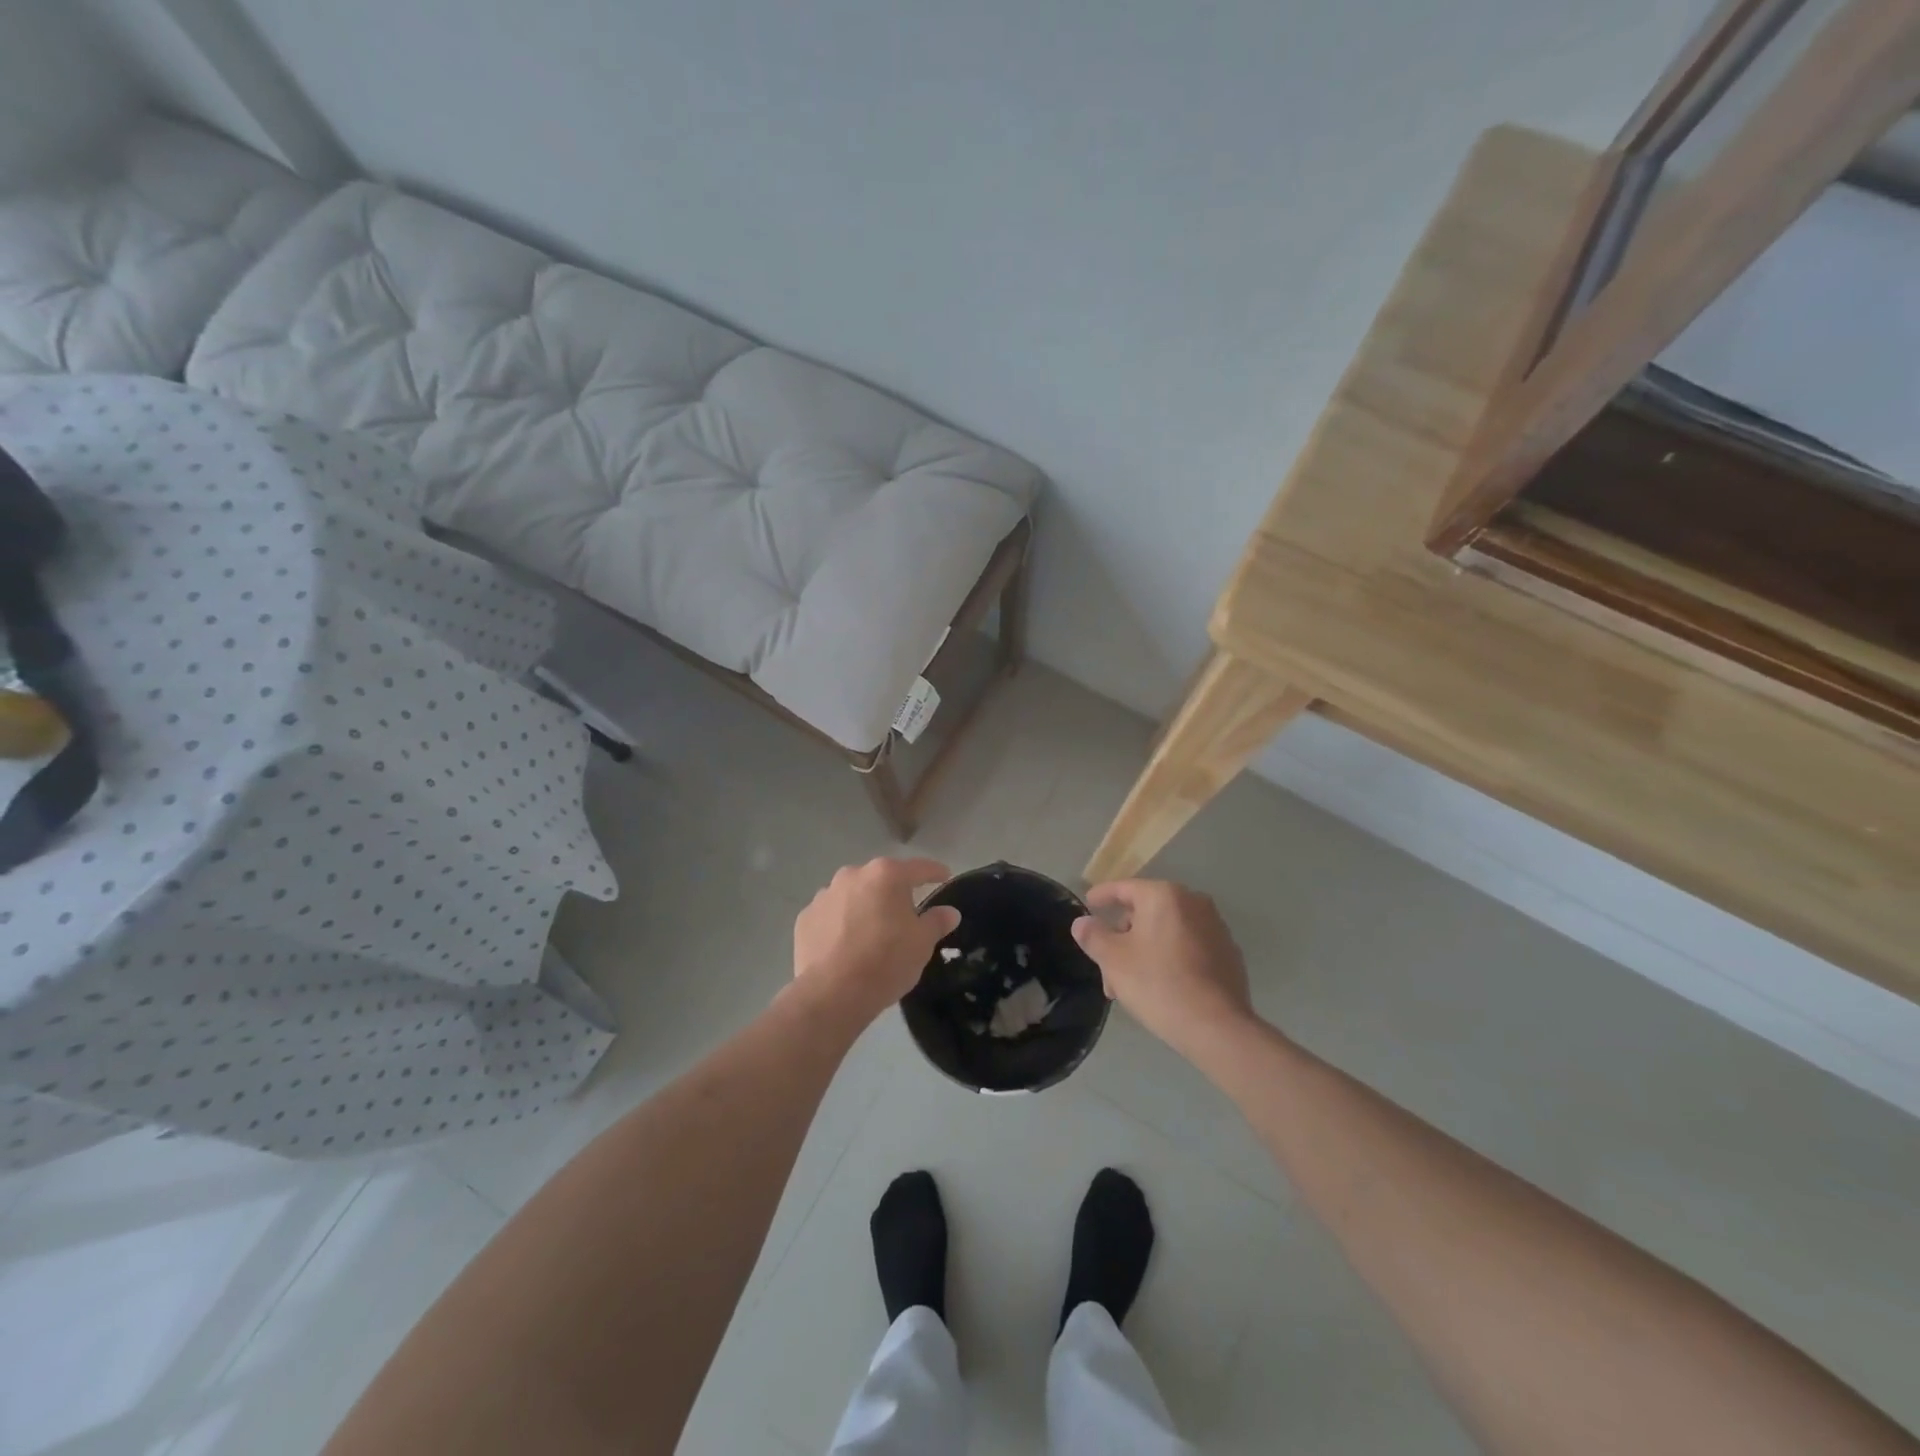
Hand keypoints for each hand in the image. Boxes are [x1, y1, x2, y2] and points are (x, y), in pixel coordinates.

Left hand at [791, 858, 961, 1025]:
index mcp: (886, 875)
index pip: (919, 868)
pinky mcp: (805, 918)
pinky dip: (840, 924)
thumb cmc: (886, 961)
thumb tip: (949, 912)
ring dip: (864, 906)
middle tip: (905, 916)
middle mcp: (852, 875)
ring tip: (871, 933)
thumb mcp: (922, 943)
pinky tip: (845, 946)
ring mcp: (824, 895)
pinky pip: (830, 915)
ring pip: (853, 895)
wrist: (833, 994)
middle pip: (881, 879)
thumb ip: (937, 921)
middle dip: (893, 893)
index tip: (944, 877)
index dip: (935, 872)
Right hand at [1071, 879, 1255, 1056]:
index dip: (1102, 896)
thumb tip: (1082, 922)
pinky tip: (1161, 986)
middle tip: (1107, 966)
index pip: (1124, 888)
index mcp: (1164, 896)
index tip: (1088, 903)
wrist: (1217, 1027)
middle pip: (1146, 912)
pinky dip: (1170, 958)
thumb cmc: (1158, 984)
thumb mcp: (1113, 960)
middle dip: (1123, 936)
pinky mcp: (1228, 954)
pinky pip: (1188, 947)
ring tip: (1129, 984)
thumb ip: (1093, 935)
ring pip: (1167, 932)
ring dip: (1145, 950)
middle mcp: (1193, 902)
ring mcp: (1215, 928)